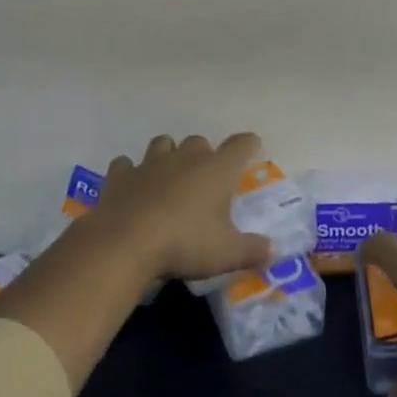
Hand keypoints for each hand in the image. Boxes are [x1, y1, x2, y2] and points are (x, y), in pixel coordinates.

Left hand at [89, 133, 273, 283]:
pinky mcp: (121, 175)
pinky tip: (132, 188)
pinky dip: (130, 173)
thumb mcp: (227, 254)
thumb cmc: (185, 244)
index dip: (249, 145)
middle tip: (205, 180)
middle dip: (204, 155)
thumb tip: (275, 250)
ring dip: (168, 155)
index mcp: (216, 170)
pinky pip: (126, 164)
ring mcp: (150, 163)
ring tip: (169, 177)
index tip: (253, 150)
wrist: (126, 244)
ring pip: (163, 143)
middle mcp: (185, 158)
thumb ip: (253, 250)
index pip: (241, 145)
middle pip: (199, 141)